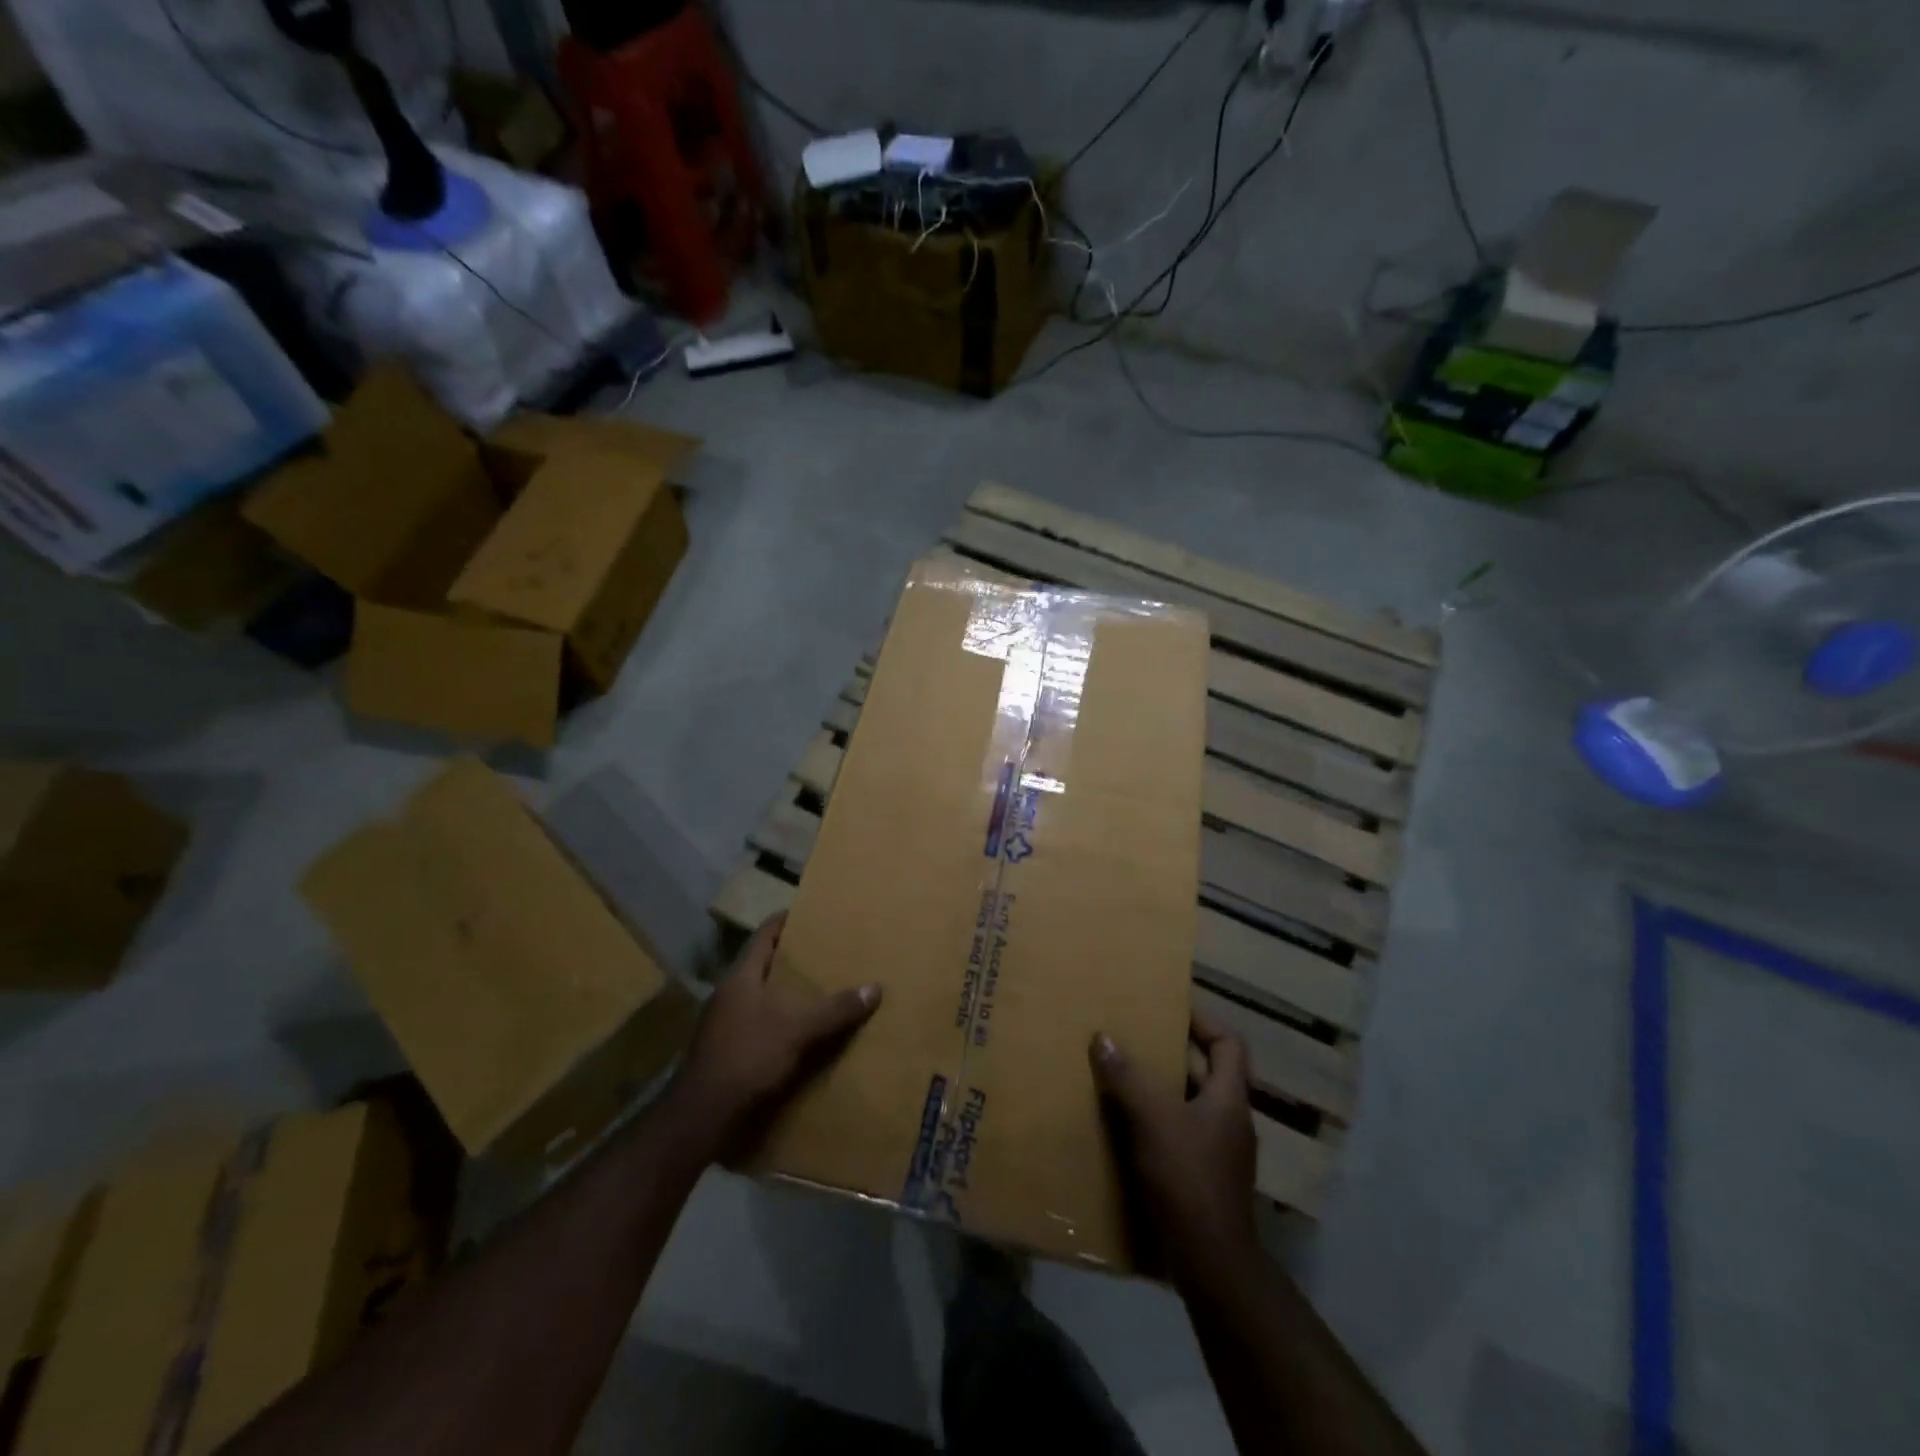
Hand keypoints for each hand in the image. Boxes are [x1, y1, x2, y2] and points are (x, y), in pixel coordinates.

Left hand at [666, 913, 880, 1164]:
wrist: (701, 1115)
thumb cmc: (747, 1056)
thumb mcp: (798, 1030)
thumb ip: (836, 1009)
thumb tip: (875, 988)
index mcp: (741, 976)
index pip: (765, 934)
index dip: (787, 921)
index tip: (812, 914)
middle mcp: (728, 993)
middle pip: (763, 964)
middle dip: (792, 960)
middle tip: (826, 954)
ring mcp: (722, 1023)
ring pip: (759, 996)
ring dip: (784, 994)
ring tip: (817, 993)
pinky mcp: (724, 1051)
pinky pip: (756, 1025)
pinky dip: (777, 1023)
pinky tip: (797, 1035)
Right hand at [1091, 1012, 1258, 1289]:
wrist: (1211, 1264)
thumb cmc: (1188, 1179)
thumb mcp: (1153, 1121)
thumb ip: (1128, 1078)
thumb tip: (1104, 1037)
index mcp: (1229, 1098)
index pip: (1229, 1043)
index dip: (1203, 1021)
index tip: (1169, 1010)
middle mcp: (1231, 1120)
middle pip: (1208, 1072)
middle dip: (1173, 1054)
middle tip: (1136, 1040)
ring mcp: (1221, 1152)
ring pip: (1192, 1104)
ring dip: (1162, 1089)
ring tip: (1125, 1077)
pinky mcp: (1206, 1178)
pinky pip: (1182, 1134)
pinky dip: (1158, 1122)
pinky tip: (1127, 1126)